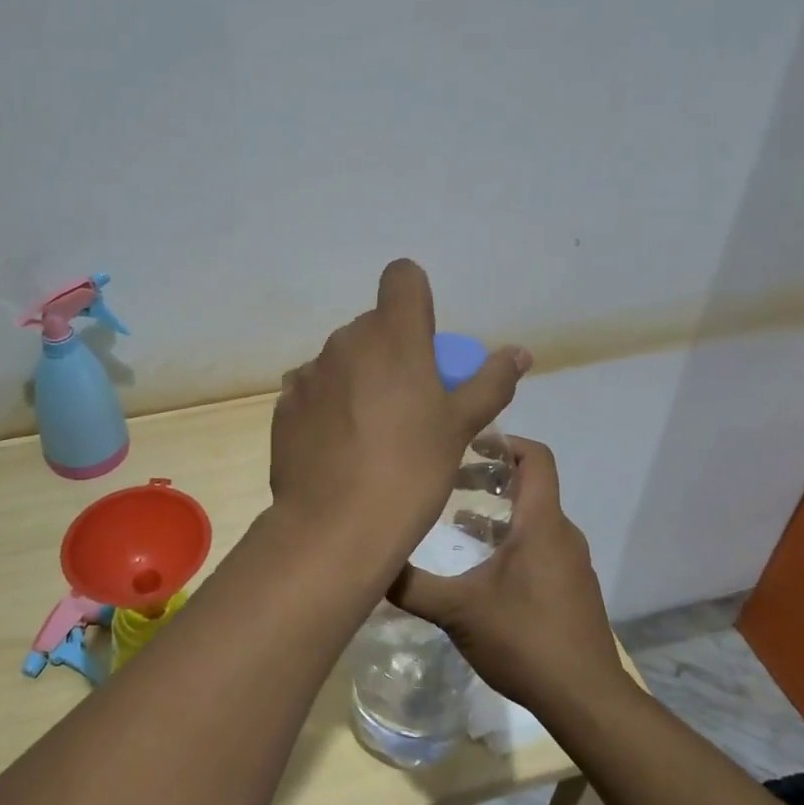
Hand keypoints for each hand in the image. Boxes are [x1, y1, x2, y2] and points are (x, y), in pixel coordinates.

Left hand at [270, 259, 529, 562]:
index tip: (427, 340)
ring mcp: (309, 372)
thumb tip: (519, 353)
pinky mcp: (285, 403)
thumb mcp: (460, 428)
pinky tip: (339, 445)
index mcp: (393, 336)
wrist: (335, 527)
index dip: (417, 299)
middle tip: (410, 401)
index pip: (402, 277)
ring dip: (359, 377)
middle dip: (393, 349)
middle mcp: (345, 341)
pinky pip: (314, 388)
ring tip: (372, 431)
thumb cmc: (410, 472)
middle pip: (374, 325)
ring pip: (343, 358)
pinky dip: (329, 403)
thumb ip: (490, 382)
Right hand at [390, 437, 622, 711]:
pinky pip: (540, 546)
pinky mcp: (571, 588)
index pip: (535, 457)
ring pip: (533, 519)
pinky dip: (511, 540)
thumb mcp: (458, 611)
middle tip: (448, 482)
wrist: (586, 700)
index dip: (503, 441)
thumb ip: (412, 586)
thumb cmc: (524, 640)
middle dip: (488, 478)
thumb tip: (370, 566)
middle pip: (529, 486)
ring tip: (455, 522)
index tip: (466, 443)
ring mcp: (571, 562)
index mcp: (541, 524)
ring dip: (496, 513)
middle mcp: (561, 534)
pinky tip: (481, 568)